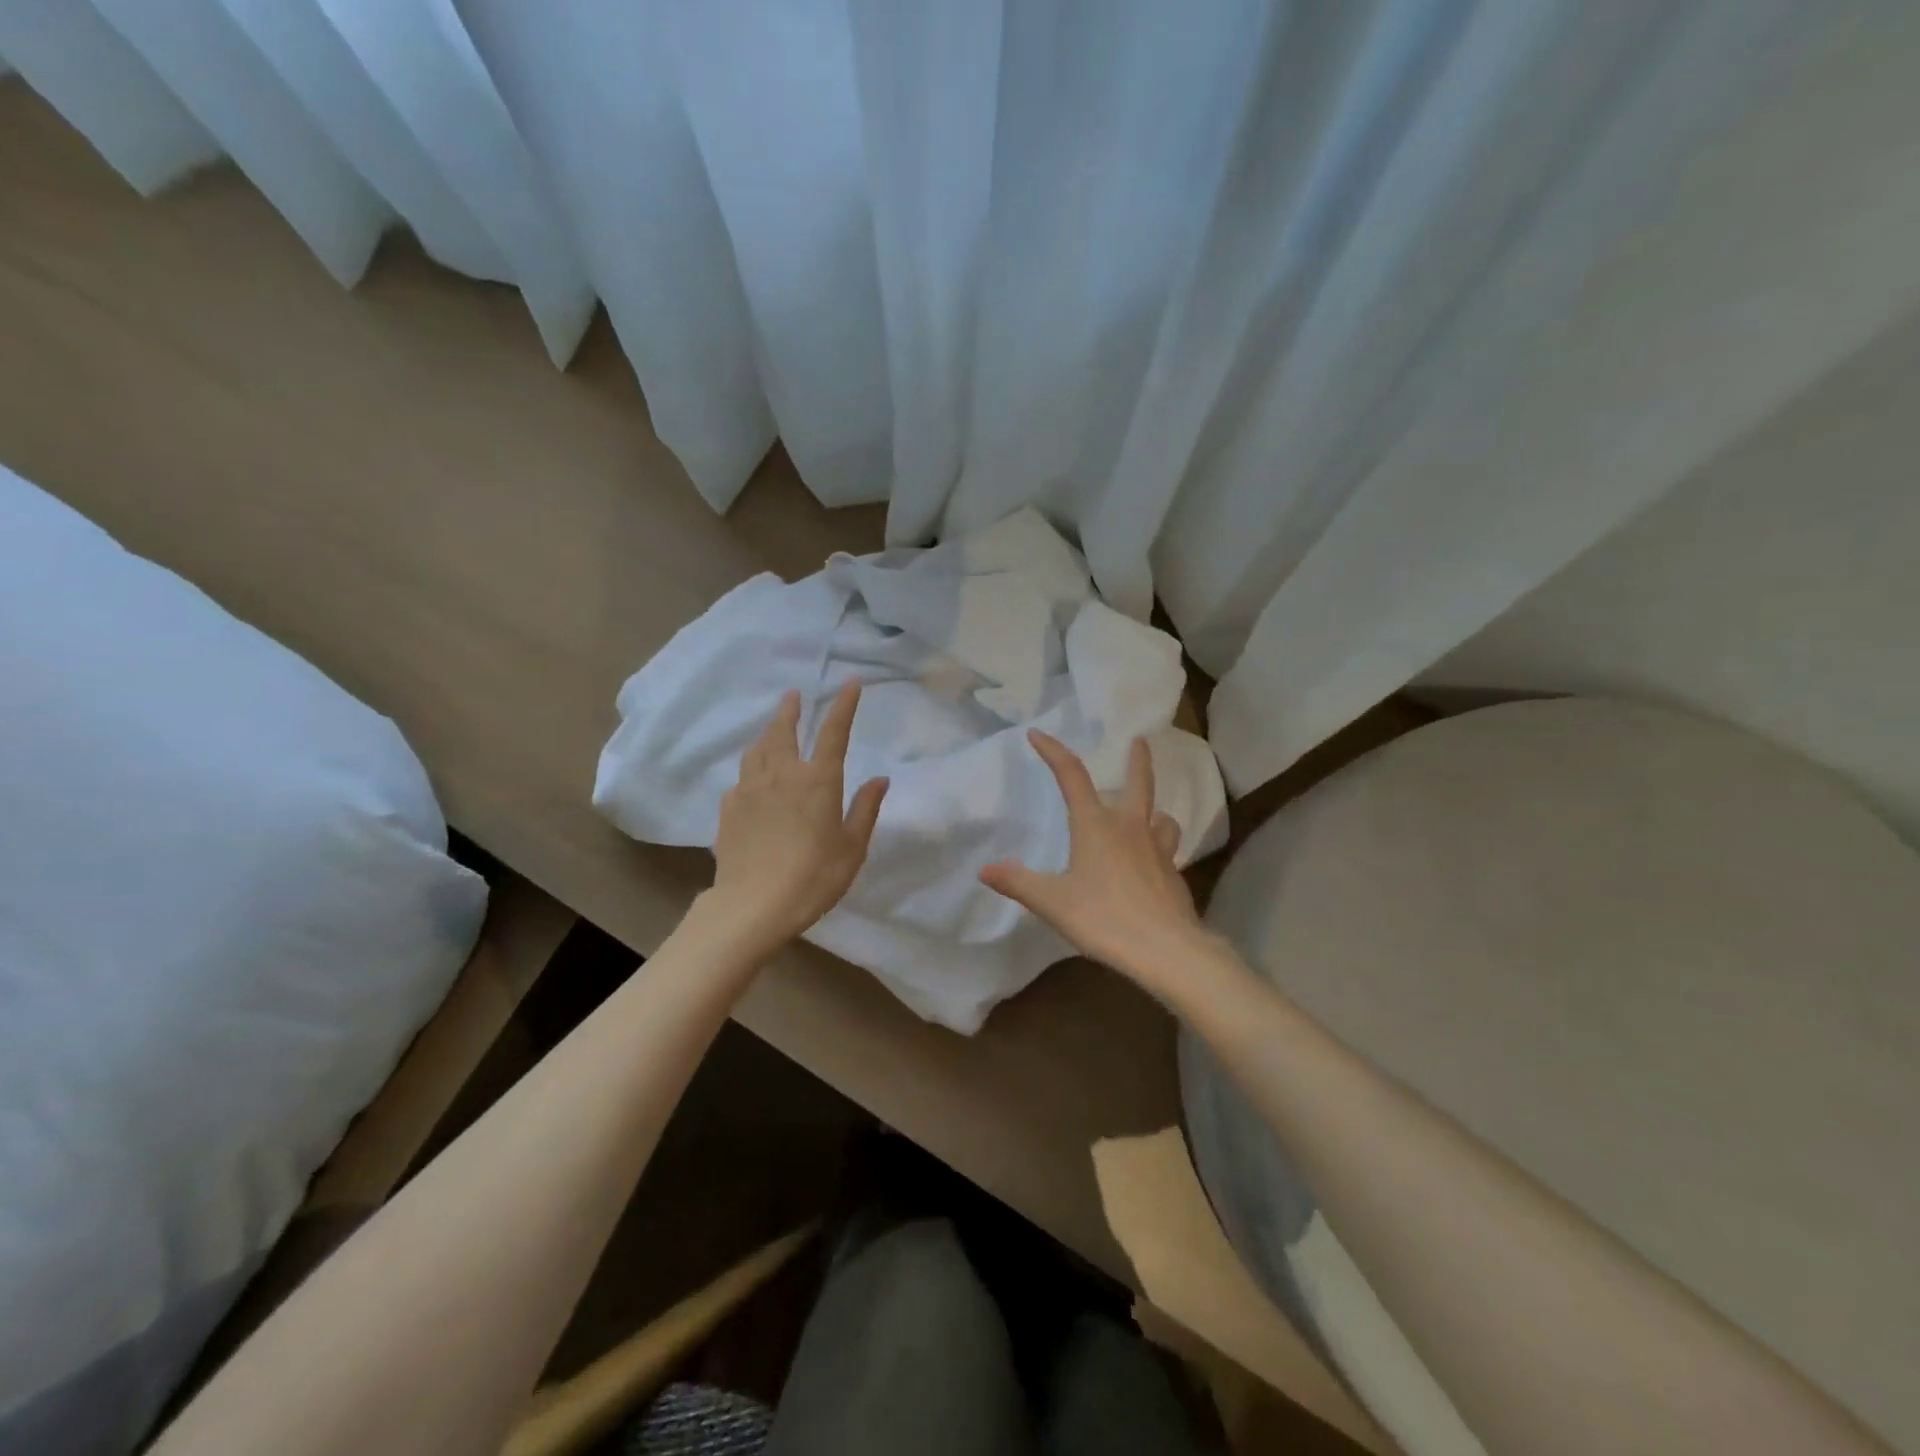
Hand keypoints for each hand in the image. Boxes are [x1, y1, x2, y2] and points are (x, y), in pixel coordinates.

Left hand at [709, 684, 888, 952]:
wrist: (753, 905)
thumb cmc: (814, 876)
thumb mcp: (852, 847)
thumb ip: (865, 809)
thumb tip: (879, 779)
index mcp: (817, 780)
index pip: (833, 732)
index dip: (844, 705)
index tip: (850, 683)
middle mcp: (781, 774)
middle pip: (783, 731)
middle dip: (790, 710)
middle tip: (793, 695)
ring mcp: (750, 789)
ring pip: (757, 750)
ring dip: (766, 733)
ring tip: (771, 729)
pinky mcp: (729, 809)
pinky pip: (742, 779)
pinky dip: (751, 770)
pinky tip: (753, 781)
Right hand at [980, 730, 1212, 986]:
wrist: (1166, 950)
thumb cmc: (1103, 918)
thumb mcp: (1052, 902)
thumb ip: (1018, 882)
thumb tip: (985, 869)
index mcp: (1096, 825)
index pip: (1072, 776)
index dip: (1054, 752)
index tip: (1037, 734)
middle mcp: (1130, 828)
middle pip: (1139, 783)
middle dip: (1138, 760)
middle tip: (1140, 741)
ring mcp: (1158, 850)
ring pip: (1162, 818)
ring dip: (1154, 811)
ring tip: (1150, 815)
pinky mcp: (1173, 876)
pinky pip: (1167, 850)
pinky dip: (1159, 848)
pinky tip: (1151, 866)